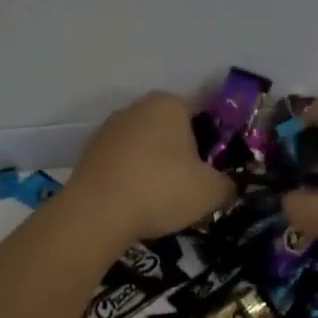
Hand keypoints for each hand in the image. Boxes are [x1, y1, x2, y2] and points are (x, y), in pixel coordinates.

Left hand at [66, 92, 236, 244]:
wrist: (96, 214)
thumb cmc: (161, 189)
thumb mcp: (210, 192)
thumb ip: (228, 185)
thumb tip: (229, 187)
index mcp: (169, 104)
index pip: (202, 115)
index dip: (213, 143)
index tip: (214, 170)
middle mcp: (137, 107)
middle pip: (171, 129)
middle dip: (182, 153)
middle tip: (192, 186)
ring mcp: (109, 128)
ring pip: (145, 146)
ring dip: (155, 166)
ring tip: (162, 200)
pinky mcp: (89, 151)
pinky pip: (122, 162)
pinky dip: (131, 177)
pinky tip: (136, 203)